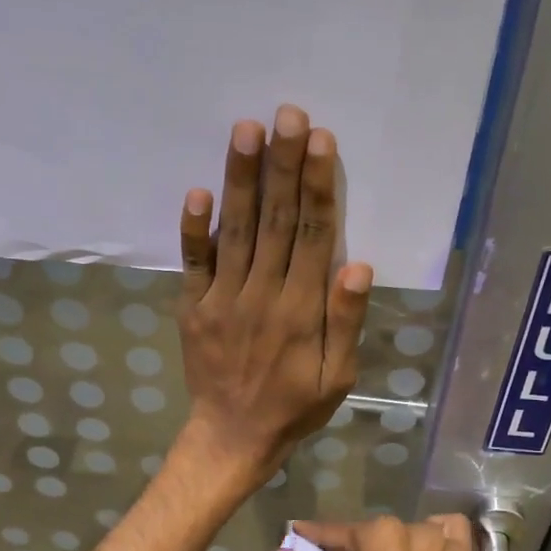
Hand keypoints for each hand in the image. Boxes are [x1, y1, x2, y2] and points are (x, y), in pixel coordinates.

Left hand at [174, 104, 372, 490]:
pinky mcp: (193, 308)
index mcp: (302, 309)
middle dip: (282, 165)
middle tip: (285, 114)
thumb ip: (346, 321)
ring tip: (245, 130)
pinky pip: (193, 263)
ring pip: (236, 231)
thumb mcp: (339, 377)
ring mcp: (222, 299)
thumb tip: (358, 264)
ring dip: (241, 180)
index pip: (314, 235)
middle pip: (276, 221)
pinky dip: (193, 229)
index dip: (318, 186)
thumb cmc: (295, 407)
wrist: (233, 437)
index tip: (319, 140)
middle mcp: (263, 294)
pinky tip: (196, 191)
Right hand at [269, 515, 500, 550]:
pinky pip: (453, 539)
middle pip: (375, 534)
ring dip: (394, 546)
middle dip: (353, 549)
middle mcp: (416, 533)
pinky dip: (439, 540)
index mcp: (380, 537)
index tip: (296, 533)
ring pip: (413, 533)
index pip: (338, 533)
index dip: (313, 537)